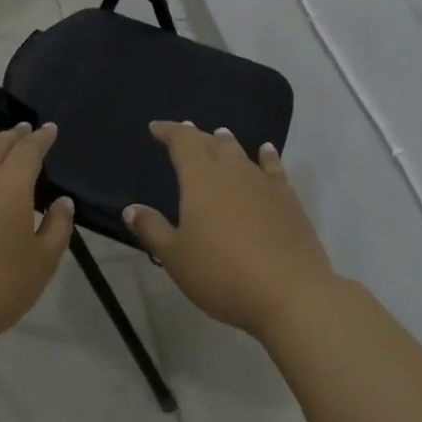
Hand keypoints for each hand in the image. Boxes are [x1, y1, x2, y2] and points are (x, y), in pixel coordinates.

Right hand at [125, 121, 336, 340]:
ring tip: (220, 135)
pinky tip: (266, 152)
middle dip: (195, 136)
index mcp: (200, 179)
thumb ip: (152, 229)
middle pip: (211, 144)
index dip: (169, 132)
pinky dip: (266, 157)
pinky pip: (273, 168)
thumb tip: (131, 208)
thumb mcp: (175, 257)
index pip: (182, 142)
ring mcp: (264, 184)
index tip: (156, 128)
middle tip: (184, 132)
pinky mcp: (288, 200)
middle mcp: (233, 172)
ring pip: (241, 153)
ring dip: (226, 143)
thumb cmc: (222, 274)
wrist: (290, 293)